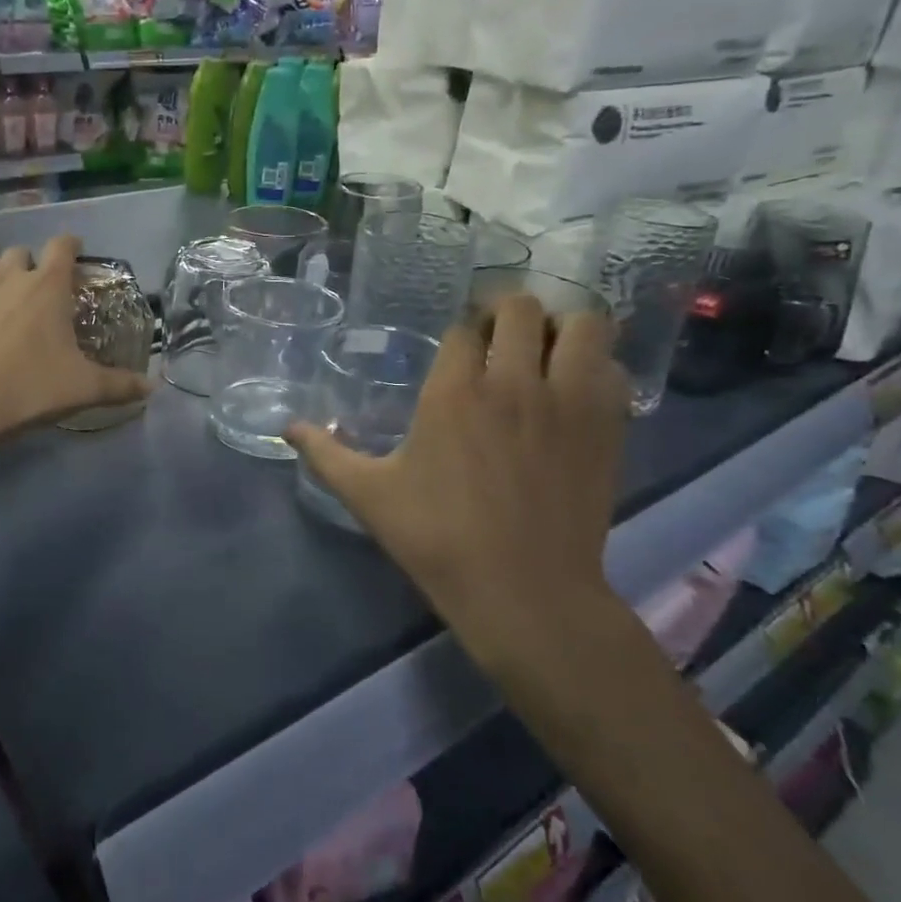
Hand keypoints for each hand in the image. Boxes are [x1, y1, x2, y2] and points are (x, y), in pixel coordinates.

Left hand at [0, 235, 151, 444]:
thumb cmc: (28, 389)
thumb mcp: (83, 390)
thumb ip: (120, 385)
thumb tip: (152, 388)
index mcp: (47, 286)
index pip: (62, 246)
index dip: (69, 245)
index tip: (73, 252)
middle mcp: (7, 275)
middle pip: (18, 252)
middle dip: (27, 266)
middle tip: (31, 292)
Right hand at [286, 296, 629, 679]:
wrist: (524, 592)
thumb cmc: (437, 538)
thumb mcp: (368, 495)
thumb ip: (325, 453)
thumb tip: (288, 427)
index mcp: (454, 391)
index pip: (464, 328)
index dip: (460, 333)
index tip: (457, 349)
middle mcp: (514, 381)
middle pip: (520, 309)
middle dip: (506, 314)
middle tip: (498, 338)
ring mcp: (567, 402)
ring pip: (582, 325)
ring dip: (562, 328)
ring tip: (545, 352)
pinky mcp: (607, 427)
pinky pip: (612, 369)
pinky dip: (597, 368)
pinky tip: (577, 392)